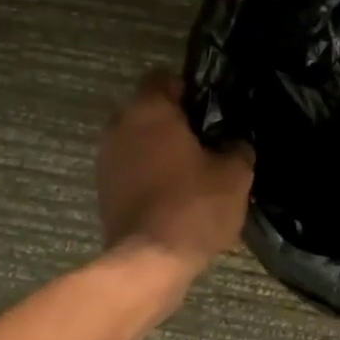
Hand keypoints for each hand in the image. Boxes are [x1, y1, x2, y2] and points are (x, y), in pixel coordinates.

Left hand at [98, 71, 252, 273]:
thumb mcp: (234, 175)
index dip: (189, 89)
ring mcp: (105, 159)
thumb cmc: (193, 206)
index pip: (164, 78)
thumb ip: (237, 148)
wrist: (149, 261)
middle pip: (148, 110)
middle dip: (173, 122)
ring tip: (190, 171)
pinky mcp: (103, 190)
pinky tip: (173, 194)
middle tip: (205, 141)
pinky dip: (147, 175)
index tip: (210, 110)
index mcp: (149, 110)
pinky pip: (129, 169)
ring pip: (137, 141)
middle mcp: (119, 126)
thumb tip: (234, 143)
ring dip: (158, 150)